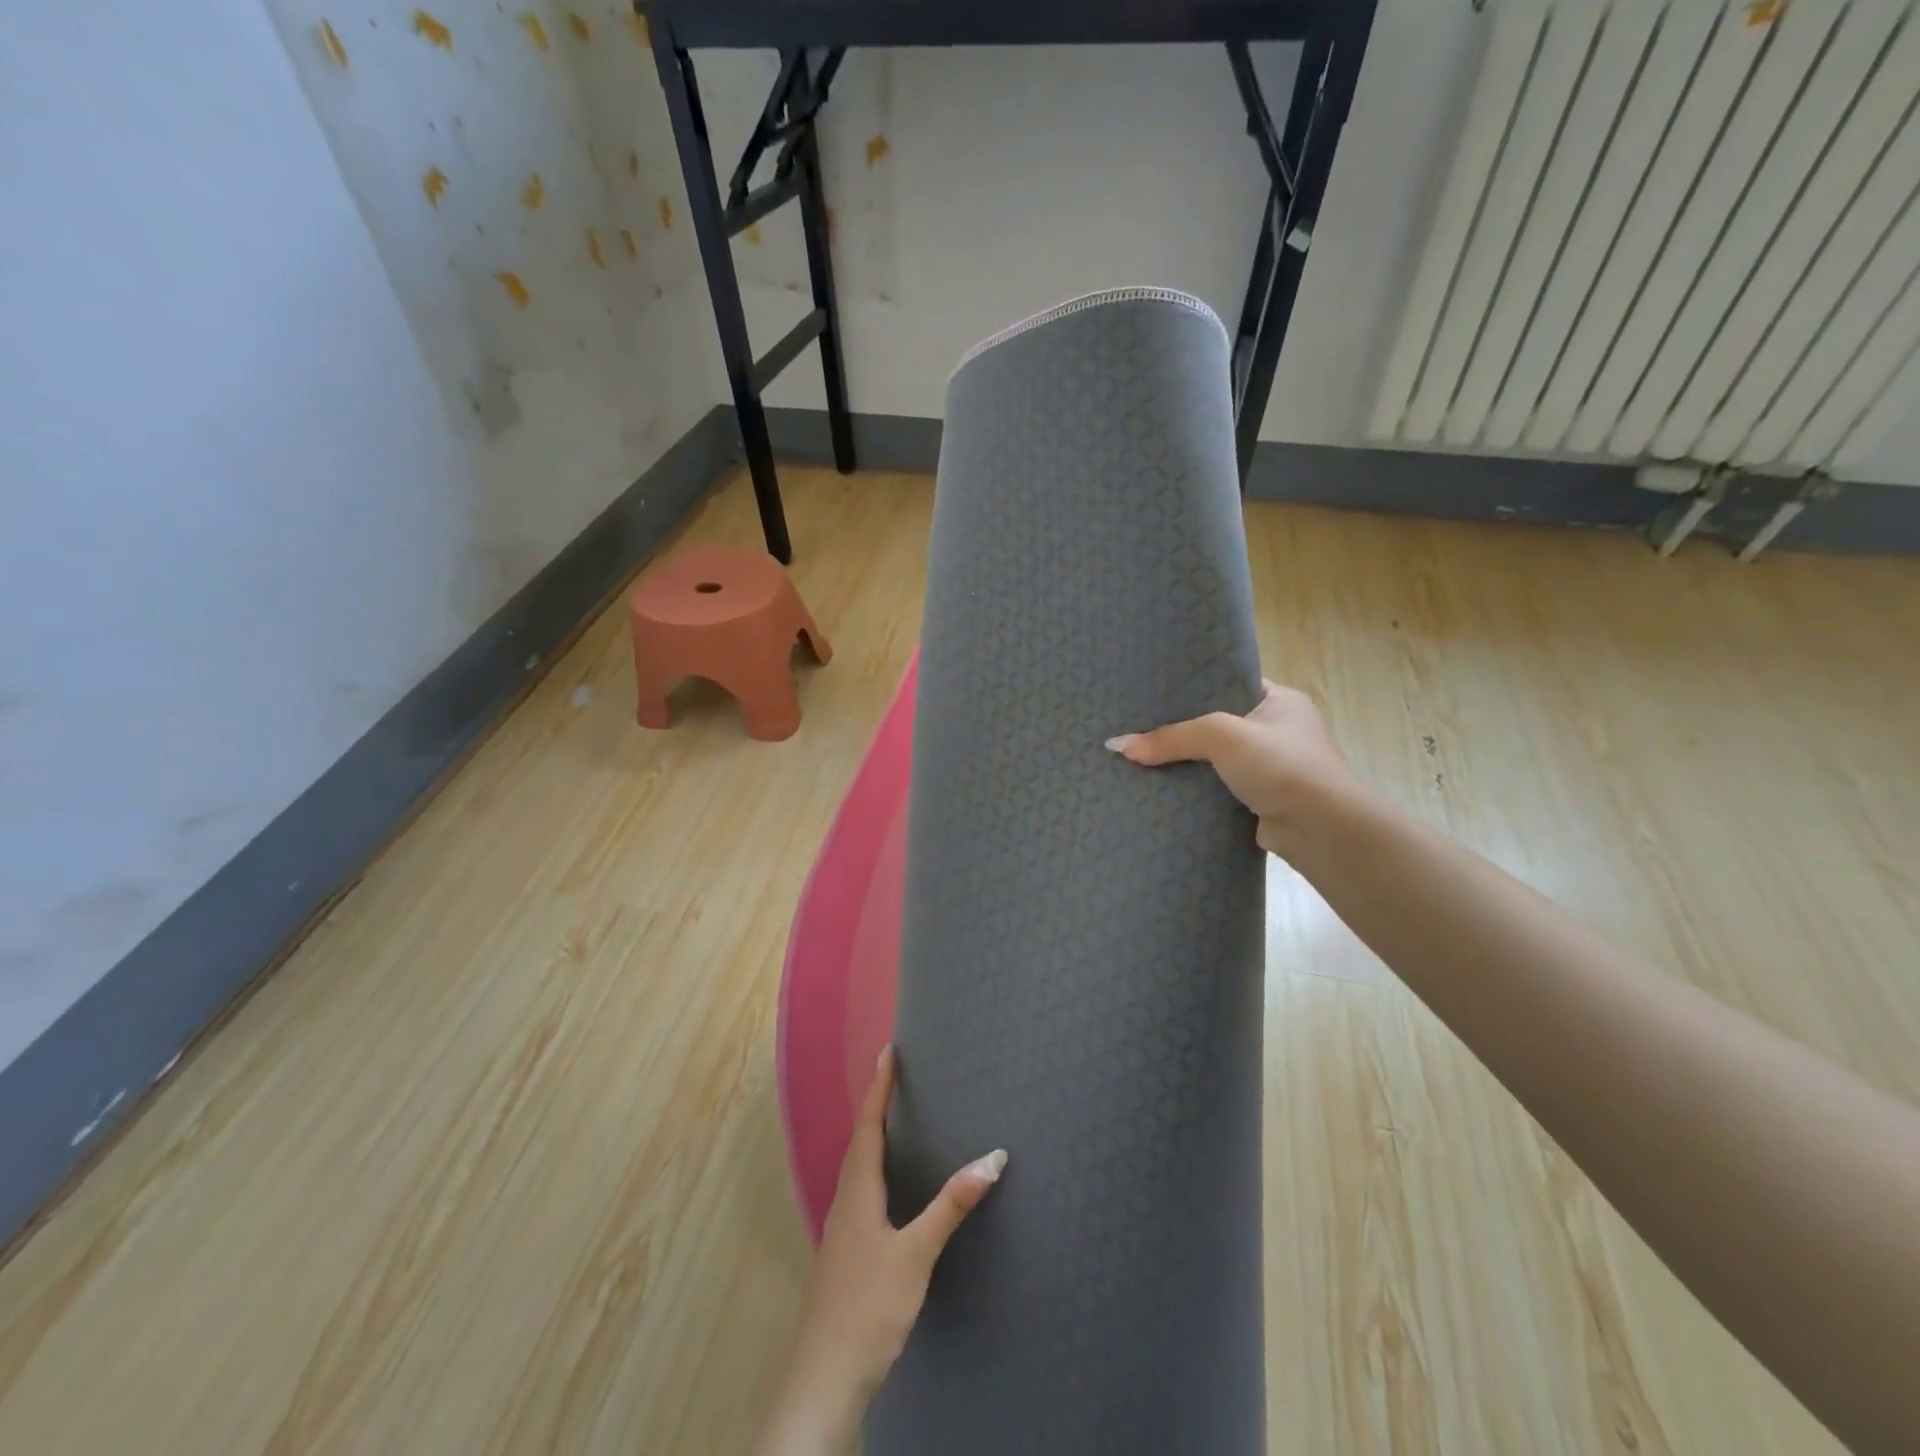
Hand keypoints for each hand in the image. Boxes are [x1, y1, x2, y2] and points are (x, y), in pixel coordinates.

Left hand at [753, 1047, 1005, 1454]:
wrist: (826, 1376)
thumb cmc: (870, 1306)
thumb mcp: (916, 1254)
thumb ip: (951, 1206)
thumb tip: (991, 1158)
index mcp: (858, 1191)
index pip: (869, 1125)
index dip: (879, 1088)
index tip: (888, 1052)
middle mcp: (846, 1201)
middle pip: (861, 1141)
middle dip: (877, 1105)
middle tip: (895, 1076)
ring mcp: (843, 1229)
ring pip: (859, 1168)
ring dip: (875, 1137)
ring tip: (896, 1119)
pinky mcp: (847, 1252)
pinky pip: (862, 1191)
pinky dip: (876, 1169)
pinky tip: (891, 1186)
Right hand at [1106, 680, 1357, 857]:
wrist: (1322, 831)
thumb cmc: (1281, 766)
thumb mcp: (1222, 736)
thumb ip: (1171, 737)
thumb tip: (1116, 746)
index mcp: (1280, 701)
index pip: (1228, 685)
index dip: (1192, 688)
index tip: (1152, 692)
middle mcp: (1277, 732)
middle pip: (1216, 725)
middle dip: (1180, 730)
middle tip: (1136, 726)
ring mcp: (1270, 769)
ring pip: (1214, 760)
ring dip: (1185, 764)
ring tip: (1138, 757)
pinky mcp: (1259, 802)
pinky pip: (1216, 789)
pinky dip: (1193, 791)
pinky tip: (1159, 789)